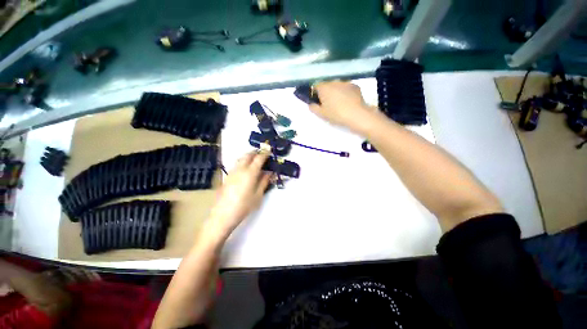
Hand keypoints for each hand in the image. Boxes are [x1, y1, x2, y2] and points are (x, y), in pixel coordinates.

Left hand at [206, 152, 271, 237]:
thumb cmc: (244, 206)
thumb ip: (264, 181)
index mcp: (250, 173)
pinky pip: (237, 164)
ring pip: (241, 158)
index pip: (259, 158)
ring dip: (249, 156)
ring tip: (255, 160)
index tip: (269, 150)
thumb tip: (269, 172)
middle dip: (256, 152)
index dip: (265, 153)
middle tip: (263, 154)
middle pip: (248, 155)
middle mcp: (240, 169)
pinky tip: (246, 169)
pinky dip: (243, 162)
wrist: (223, 215)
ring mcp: (232, 172)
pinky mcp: (227, 176)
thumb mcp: (258, 195)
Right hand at [309, 81, 377, 133]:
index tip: (317, 102)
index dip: (315, 94)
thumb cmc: (336, 114)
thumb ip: (313, 108)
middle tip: (328, 104)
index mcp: (324, 88)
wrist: (356, 115)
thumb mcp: (321, 114)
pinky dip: (345, 93)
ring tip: (339, 103)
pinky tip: (348, 102)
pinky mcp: (355, 86)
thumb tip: (311, 104)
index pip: (315, 86)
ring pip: (337, 86)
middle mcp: (334, 81)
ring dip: (336, 92)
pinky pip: (346, 88)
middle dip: (326, 93)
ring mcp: (345, 82)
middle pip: (327, 86)